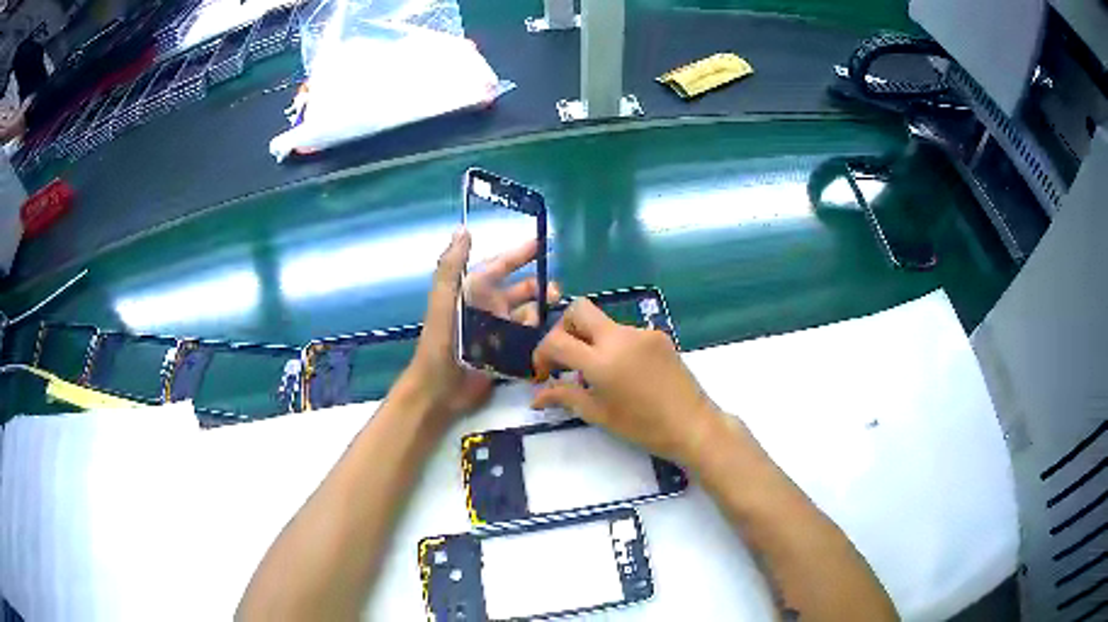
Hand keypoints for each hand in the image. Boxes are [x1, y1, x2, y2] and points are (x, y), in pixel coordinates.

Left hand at [398, 229, 557, 421]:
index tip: (544, 244)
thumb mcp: (444, 300)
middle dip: (540, 288)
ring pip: (528, 316)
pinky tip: (550, 340)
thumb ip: (452, 266)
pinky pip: (528, 341)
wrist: (439, 388)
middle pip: (521, 292)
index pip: (501, 267)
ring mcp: (498, 333)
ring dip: (541, 314)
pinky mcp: (505, 355)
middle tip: (557, 292)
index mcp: (474, 293)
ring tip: (551, 320)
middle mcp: (488, 309)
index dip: (520, 254)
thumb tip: (463, 229)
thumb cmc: (440, 341)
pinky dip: (539, 338)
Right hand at [531, 298, 723, 465]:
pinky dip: (615, 345)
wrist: (692, 424)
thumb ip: (566, 397)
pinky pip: (626, 332)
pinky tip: (624, 371)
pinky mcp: (658, 334)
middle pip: (578, 309)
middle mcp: (619, 337)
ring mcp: (641, 332)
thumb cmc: (643, 427)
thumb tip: (537, 396)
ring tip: (598, 373)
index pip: (556, 340)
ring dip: (591, 339)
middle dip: (564, 328)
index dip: (541, 353)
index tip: (543, 372)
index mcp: (601, 361)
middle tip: (566, 357)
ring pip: (603, 322)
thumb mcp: (599, 414)